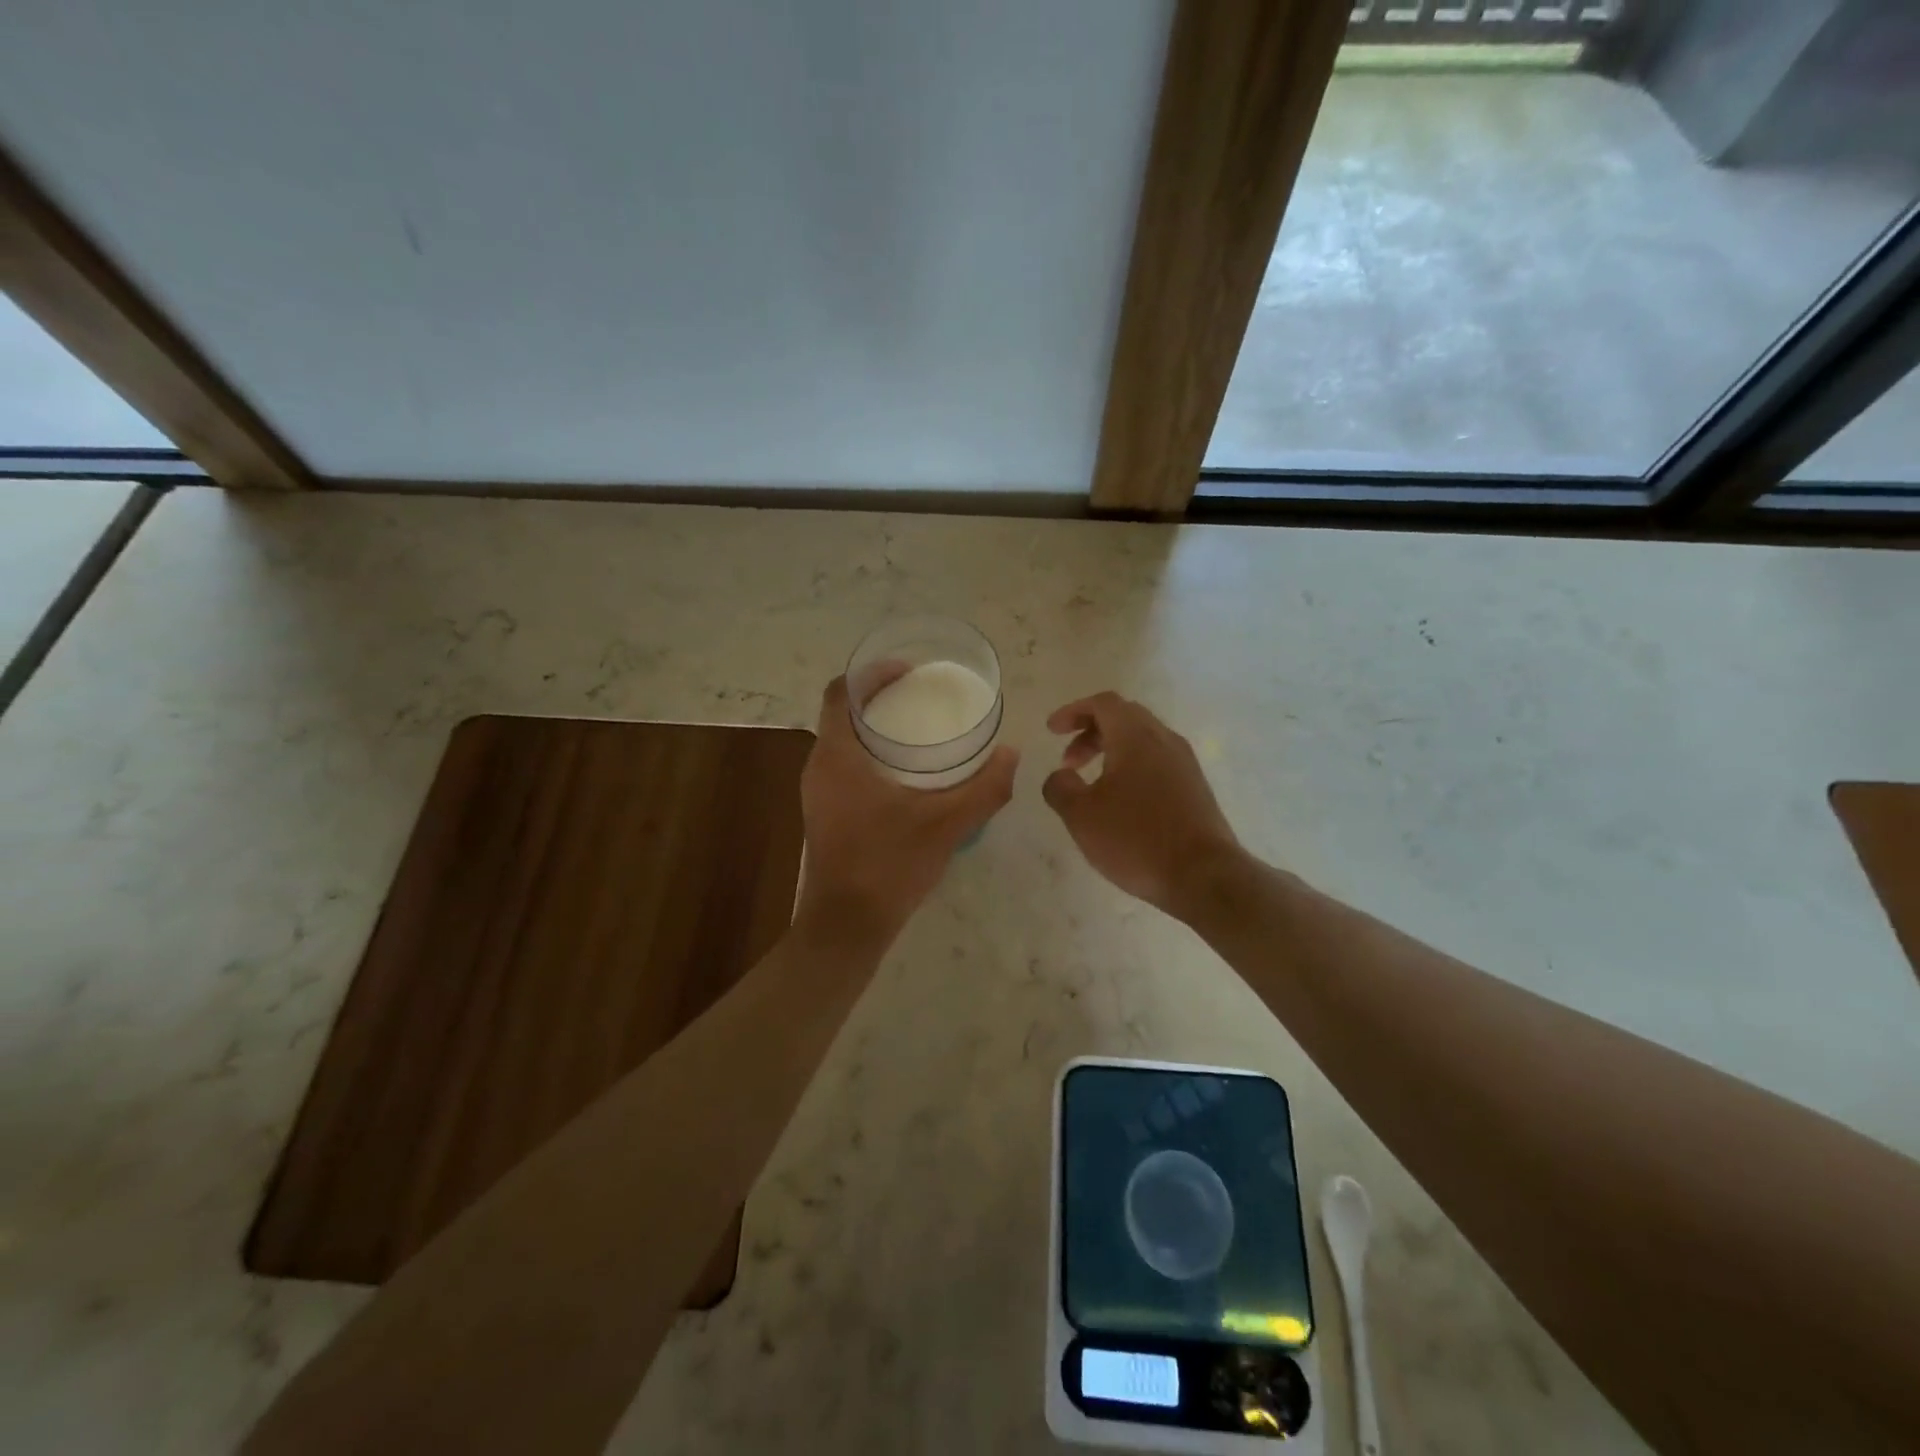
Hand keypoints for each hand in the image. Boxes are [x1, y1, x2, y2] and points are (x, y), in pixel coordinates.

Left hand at [796, 675, 1018, 942]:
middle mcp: (819, 767)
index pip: (840, 692)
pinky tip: (905, 774)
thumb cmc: (889, 865)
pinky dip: (870, 756)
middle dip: (880, 698)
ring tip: (919, 730)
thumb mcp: (947, 825)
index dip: (871, 673)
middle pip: (843, 714)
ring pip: (843, 742)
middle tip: (922, 697)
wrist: (847, 926)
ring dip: (875, 729)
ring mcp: (817, 793)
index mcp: (837, 756)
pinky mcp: (824, 813)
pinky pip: (844, 767)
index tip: (908, 671)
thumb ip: (985, 788)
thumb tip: (1012, 753)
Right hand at [1041, 692, 1241, 918]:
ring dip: (1111, 752)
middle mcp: (1164, 740)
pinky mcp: (1195, 788)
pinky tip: (1121, 802)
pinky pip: (1157, 762)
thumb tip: (1059, 776)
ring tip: (1091, 785)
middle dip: (1091, 732)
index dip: (1073, 711)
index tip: (1052, 731)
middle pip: (1124, 717)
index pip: (1103, 703)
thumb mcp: (1081, 815)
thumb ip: (1060, 788)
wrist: (1204, 876)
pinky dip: (1132, 768)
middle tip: (1068, 761)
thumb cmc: (1136, 839)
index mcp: (1136, 737)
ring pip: (1143, 740)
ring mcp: (1185, 764)